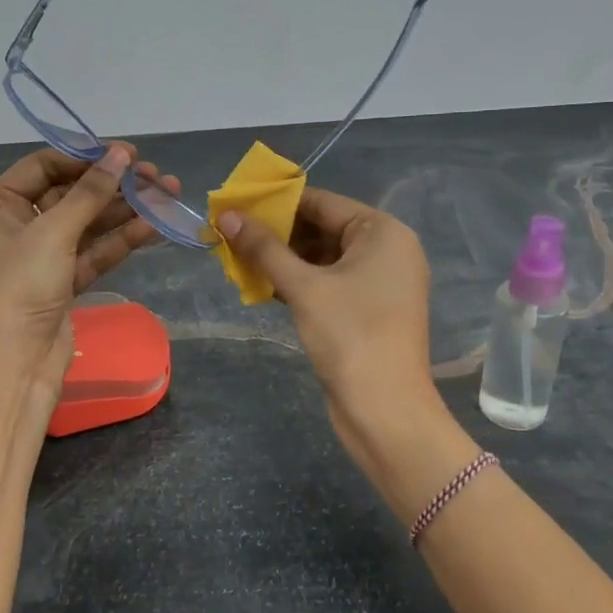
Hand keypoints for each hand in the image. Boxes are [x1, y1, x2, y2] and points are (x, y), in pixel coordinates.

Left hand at [0, 143, 179, 401]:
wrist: (11, 365)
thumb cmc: (18, 287)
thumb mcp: (52, 232)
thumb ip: (90, 192)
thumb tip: (120, 154)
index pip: (43, 166)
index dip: (85, 156)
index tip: (127, 153)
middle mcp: (16, 226)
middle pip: (70, 194)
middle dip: (113, 185)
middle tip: (155, 176)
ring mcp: (41, 257)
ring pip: (88, 224)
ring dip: (125, 210)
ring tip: (168, 194)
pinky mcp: (63, 283)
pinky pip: (94, 252)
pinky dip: (121, 239)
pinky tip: (154, 225)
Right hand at [216, 188, 442, 473]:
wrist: (385, 410)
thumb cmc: (349, 335)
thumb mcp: (303, 287)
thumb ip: (264, 248)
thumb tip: (226, 215)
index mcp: (382, 232)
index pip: (322, 202)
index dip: (276, 202)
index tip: (236, 205)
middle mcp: (386, 250)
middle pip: (322, 228)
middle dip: (277, 233)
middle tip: (230, 234)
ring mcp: (379, 282)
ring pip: (322, 258)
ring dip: (283, 259)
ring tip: (238, 258)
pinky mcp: (367, 310)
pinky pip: (328, 282)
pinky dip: (298, 282)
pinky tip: (262, 285)